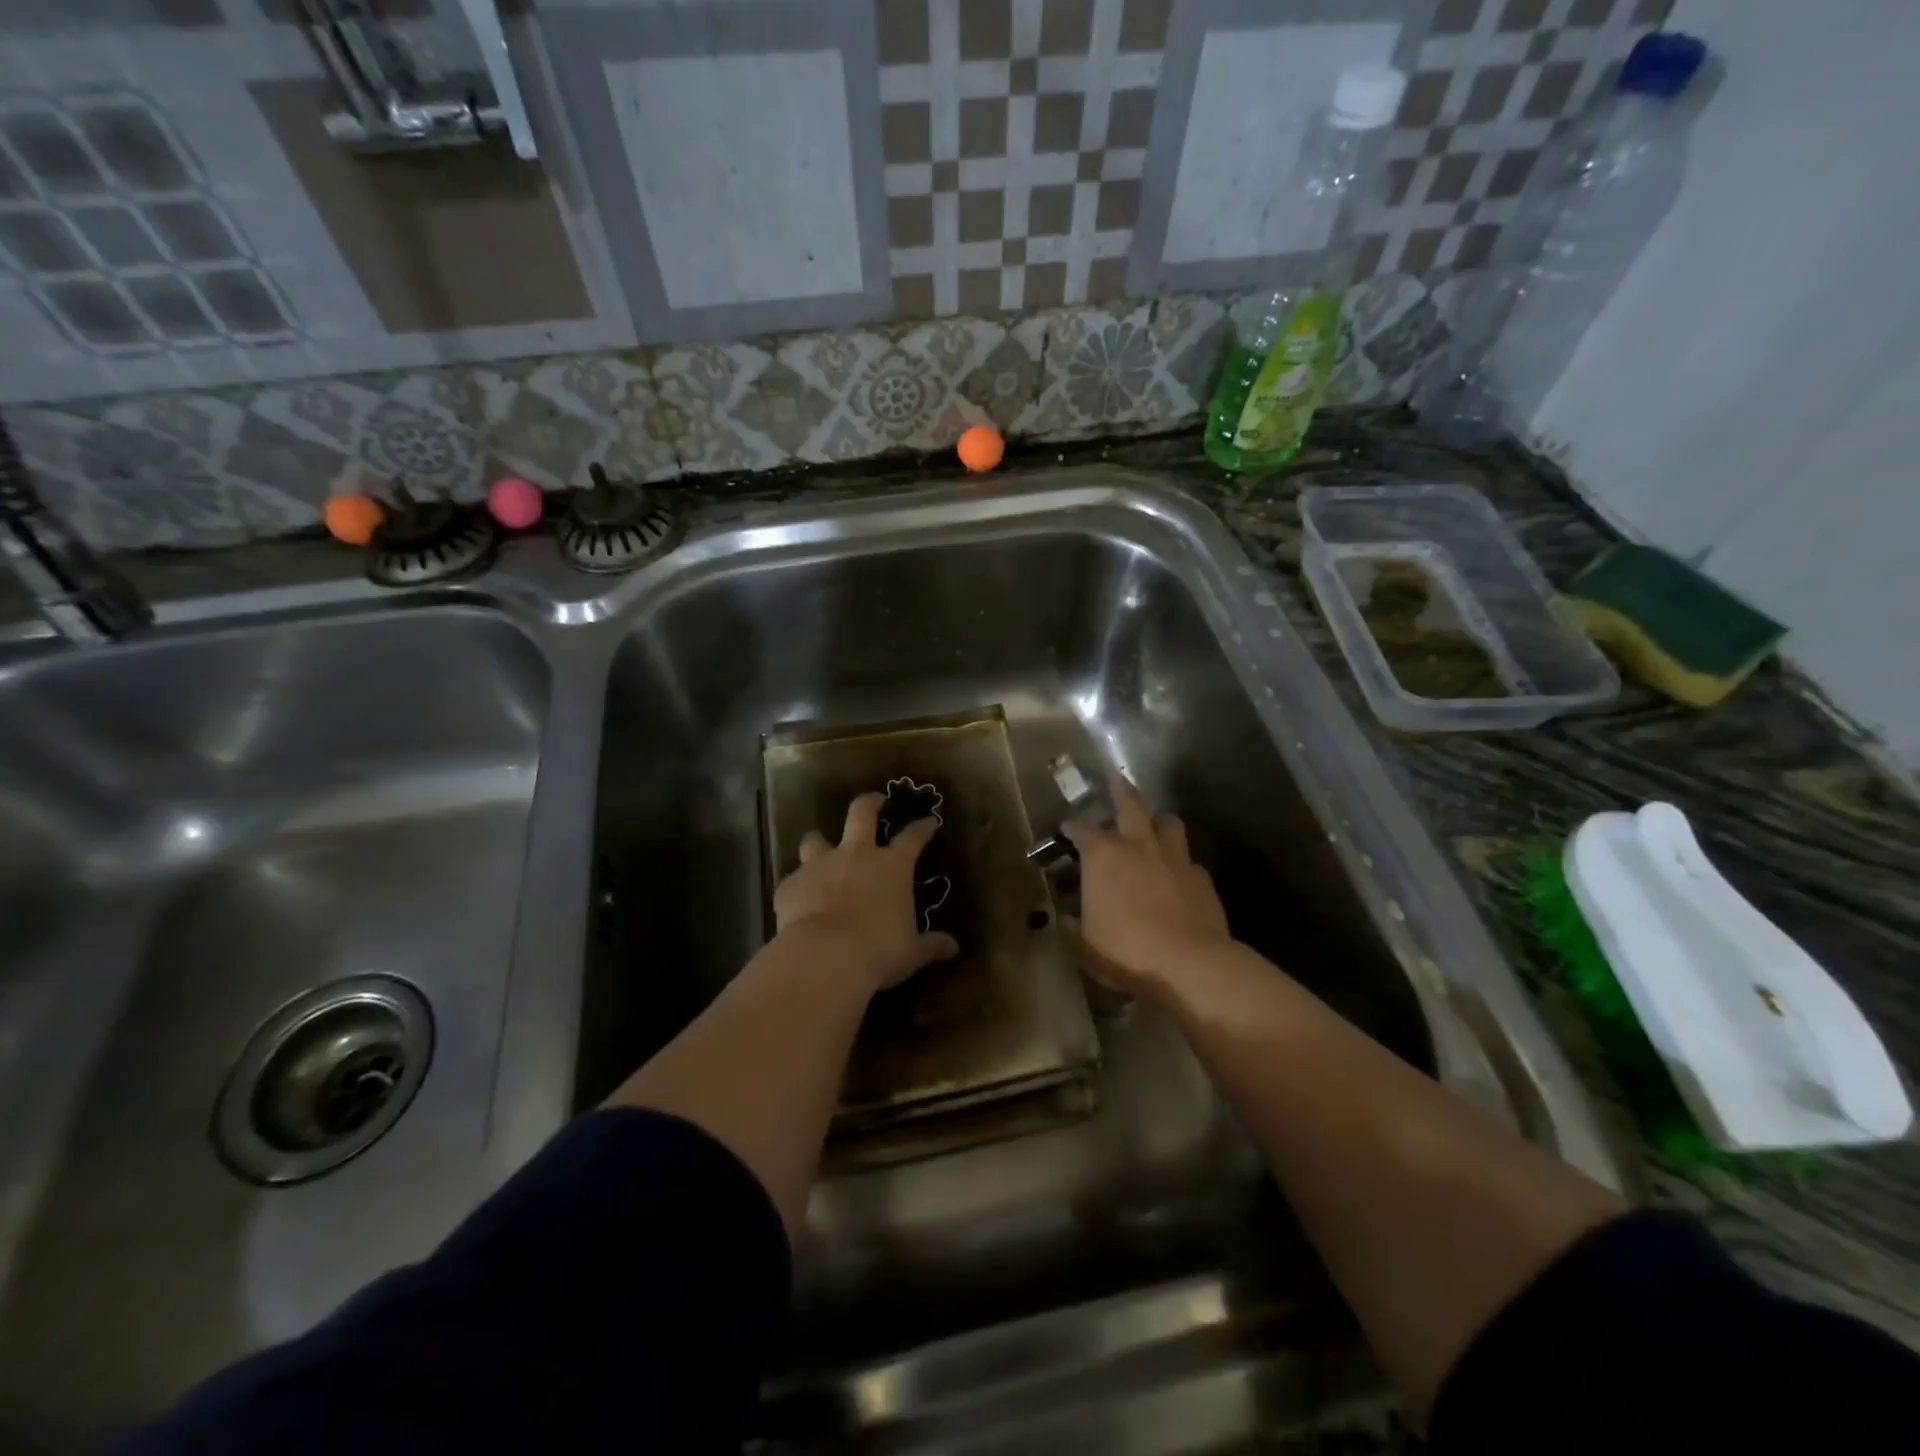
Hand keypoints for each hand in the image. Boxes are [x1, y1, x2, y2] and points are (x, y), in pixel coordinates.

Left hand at [774, 792, 959, 993]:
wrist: (825, 957)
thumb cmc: (879, 950)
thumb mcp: (911, 951)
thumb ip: (930, 945)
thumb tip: (953, 948)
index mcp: (892, 866)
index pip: (913, 837)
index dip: (922, 828)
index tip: (929, 821)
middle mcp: (856, 855)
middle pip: (862, 813)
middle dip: (870, 803)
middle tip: (876, 801)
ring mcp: (820, 865)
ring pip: (816, 838)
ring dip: (819, 841)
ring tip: (821, 847)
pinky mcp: (791, 884)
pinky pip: (794, 879)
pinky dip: (799, 886)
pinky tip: (800, 899)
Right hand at [1062, 775, 1232, 998]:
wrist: (1189, 964)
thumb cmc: (1126, 951)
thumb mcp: (1084, 947)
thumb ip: (1072, 929)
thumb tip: (1065, 921)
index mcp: (1103, 857)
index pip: (1082, 831)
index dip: (1072, 827)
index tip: (1067, 828)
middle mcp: (1138, 846)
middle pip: (1131, 804)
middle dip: (1121, 790)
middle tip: (1117, 779)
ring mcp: (1174, 858)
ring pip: (1169, 823)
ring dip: (1159, 821)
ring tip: (1155, 826)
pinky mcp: (1202, 878)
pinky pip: (1189, 860)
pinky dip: (1180, 863)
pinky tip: (1177, 876)